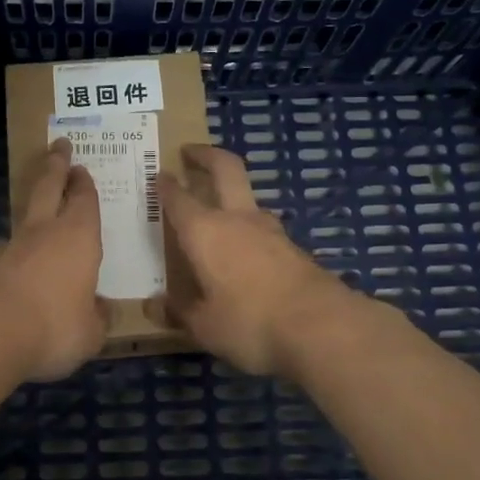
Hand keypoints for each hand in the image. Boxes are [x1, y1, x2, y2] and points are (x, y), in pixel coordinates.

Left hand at [0, 138, 108, 382]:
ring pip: (22, 217)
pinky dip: (11, 253)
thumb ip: (97, 318)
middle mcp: (44, 232)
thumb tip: (101, 310)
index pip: (84, 200)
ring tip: (36, 213)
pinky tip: (12, 266)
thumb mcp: (90, 332)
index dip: (84, 183)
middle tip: (59, 146)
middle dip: (56, 166)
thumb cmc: (54, 326)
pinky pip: (3, 251)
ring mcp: (10, 246)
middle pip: (49, 187)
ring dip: (31, 209)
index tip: (81, 168)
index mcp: (79, 237)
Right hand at [145, 144, 360, 376]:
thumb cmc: (250, 322)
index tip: (158, 175)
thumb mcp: (204, 326)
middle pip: (225, 168)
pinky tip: (244, 252)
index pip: (178, 198)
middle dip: (206, 155)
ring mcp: (271, 231)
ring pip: (248, 199)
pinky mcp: (294, 249)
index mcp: (205, 231)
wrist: (323, 327)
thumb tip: (156, 305)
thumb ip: (180, 311)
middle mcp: (237, 219)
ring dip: (231, 195)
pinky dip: (249, 230)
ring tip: (217, 211)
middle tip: (190, 151)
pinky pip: (264, 230)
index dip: (165, 185)